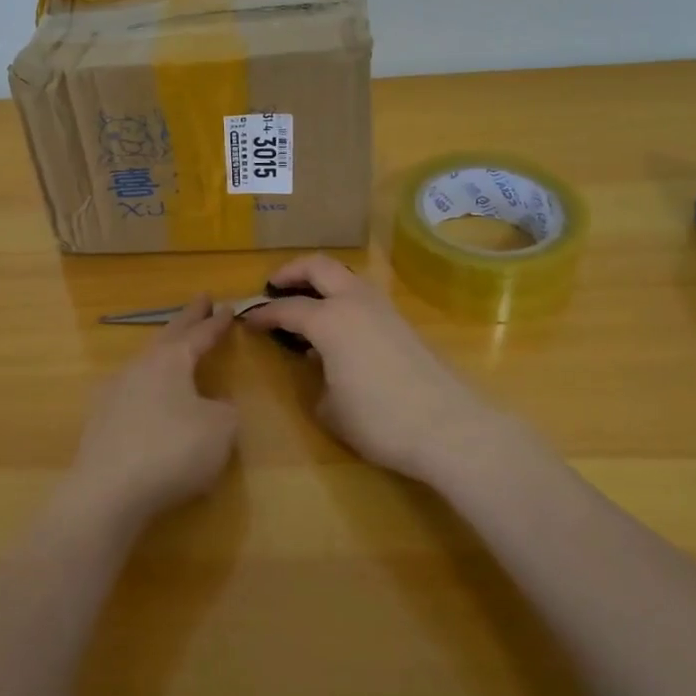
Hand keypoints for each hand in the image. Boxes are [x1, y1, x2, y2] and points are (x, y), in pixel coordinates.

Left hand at [63, 296, 239, 536]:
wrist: (109, 491)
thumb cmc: (173, 450)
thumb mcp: (221, 430)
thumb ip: (225, 410)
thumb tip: (214, 405)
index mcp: (171, 361)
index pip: (199, 334)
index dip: (216, 322)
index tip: (227, 306)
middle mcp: (140, 366)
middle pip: (167, 335)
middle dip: (187, 319)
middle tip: (200, 302)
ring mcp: (114, 391)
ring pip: (145, 361)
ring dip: (162, 352)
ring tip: (173, 348)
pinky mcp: (99, 420)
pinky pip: (130, 391)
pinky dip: (145, 387)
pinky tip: (144, 395)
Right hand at [242, 254, 502, 481]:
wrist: (448, 427)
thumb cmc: (379, 420)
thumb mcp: (330, 409)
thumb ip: (315, 380)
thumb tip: (319, 366)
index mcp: (331, 320)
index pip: (288, 308)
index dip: (264, 314)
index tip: (248, 320)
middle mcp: (355, 302)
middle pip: (319, 267)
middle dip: (292, 271)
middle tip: (273, 286)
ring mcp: (383, 309)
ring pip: (346, 276)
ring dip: (321, 281)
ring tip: (305, 302)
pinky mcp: (402, 323)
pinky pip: (362, 296)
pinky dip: (342, 298)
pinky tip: (337, 327)